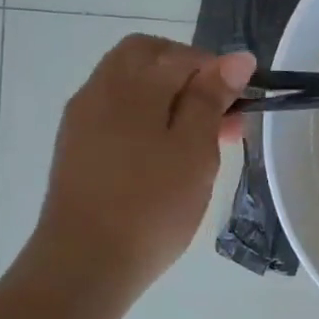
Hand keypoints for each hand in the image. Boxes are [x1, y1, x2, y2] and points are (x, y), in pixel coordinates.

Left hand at [22, 35, 255, 298]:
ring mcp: (83, 119)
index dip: (217, 70)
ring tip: (201, 140)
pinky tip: (167, 154)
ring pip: (130, 84)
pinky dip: (146, 116)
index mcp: (132, 86)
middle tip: (219, 112)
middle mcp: (100, 90)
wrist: (85, 263)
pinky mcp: (77, 146)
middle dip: (187, 73)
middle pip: (146, 56)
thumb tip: (237, 57)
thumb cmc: (151, 205)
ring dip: (168, 96)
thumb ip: (212, 99)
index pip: (181, 55)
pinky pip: (117, 111)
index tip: (241, 104)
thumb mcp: (195, 150)